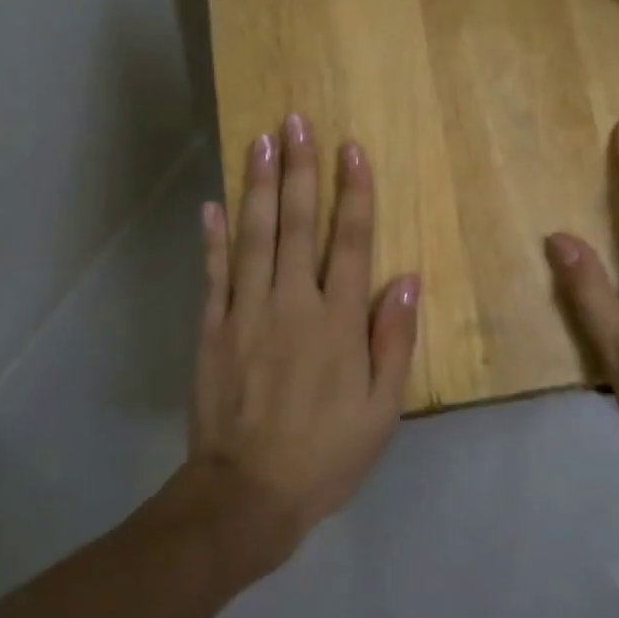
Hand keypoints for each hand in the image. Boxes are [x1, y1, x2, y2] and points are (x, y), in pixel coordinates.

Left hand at [184, 113, 419, 576]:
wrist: (246, 496)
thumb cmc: (326, 454)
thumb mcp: (382, 410)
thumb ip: (394, 341)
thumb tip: (406, 279)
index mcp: (339, 322)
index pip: (351, 241)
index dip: (353, 192)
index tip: (350, 149)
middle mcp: (292, 304)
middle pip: (296, 224)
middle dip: (299, 169)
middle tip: (297, 121)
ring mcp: (246, 313)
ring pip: (253, 236)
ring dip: (257, 185)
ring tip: (260, 140)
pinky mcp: (213, 329)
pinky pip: (214, 273)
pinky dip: (213, 237)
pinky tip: (212, 203)